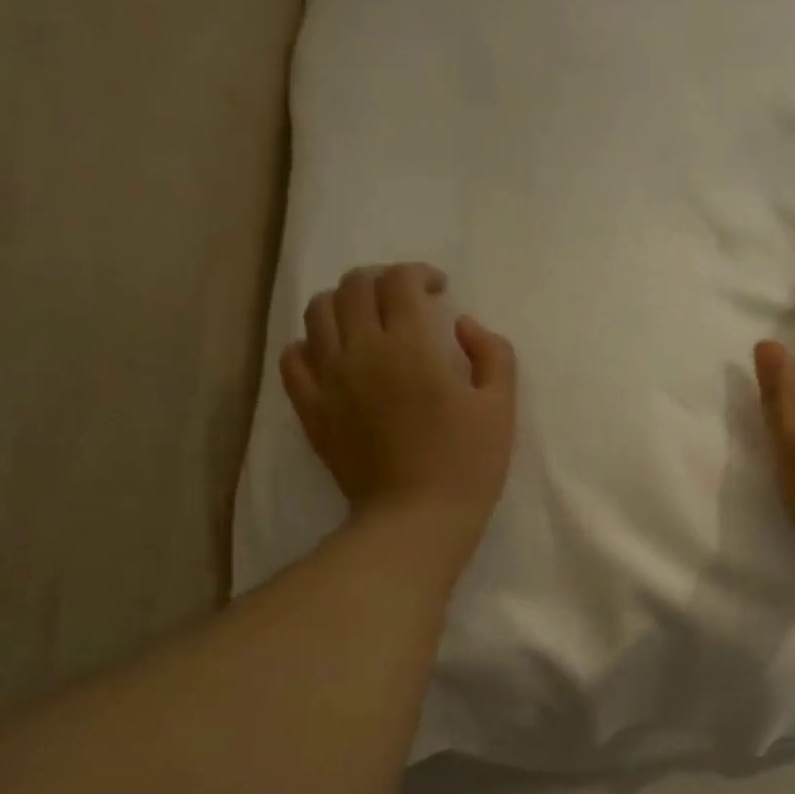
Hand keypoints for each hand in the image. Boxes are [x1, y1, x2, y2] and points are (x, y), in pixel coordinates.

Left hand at [281, 263, 516, 568]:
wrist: (416, 519)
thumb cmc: (467, 464)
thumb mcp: (501, 407)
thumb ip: (492, 354)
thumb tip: (464, 325)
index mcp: (410, 345)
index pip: (401, 282)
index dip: (420, 274)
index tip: (438, 290)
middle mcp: (361, 349)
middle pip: (356, 286)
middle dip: (383, 280)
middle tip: (405, 300)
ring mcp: (329, 378)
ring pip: (319, 312)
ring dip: (345, 303)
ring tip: (367, 320)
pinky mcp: (312, 408)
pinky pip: (293, 356)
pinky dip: (311, 343)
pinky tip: (333, 354)